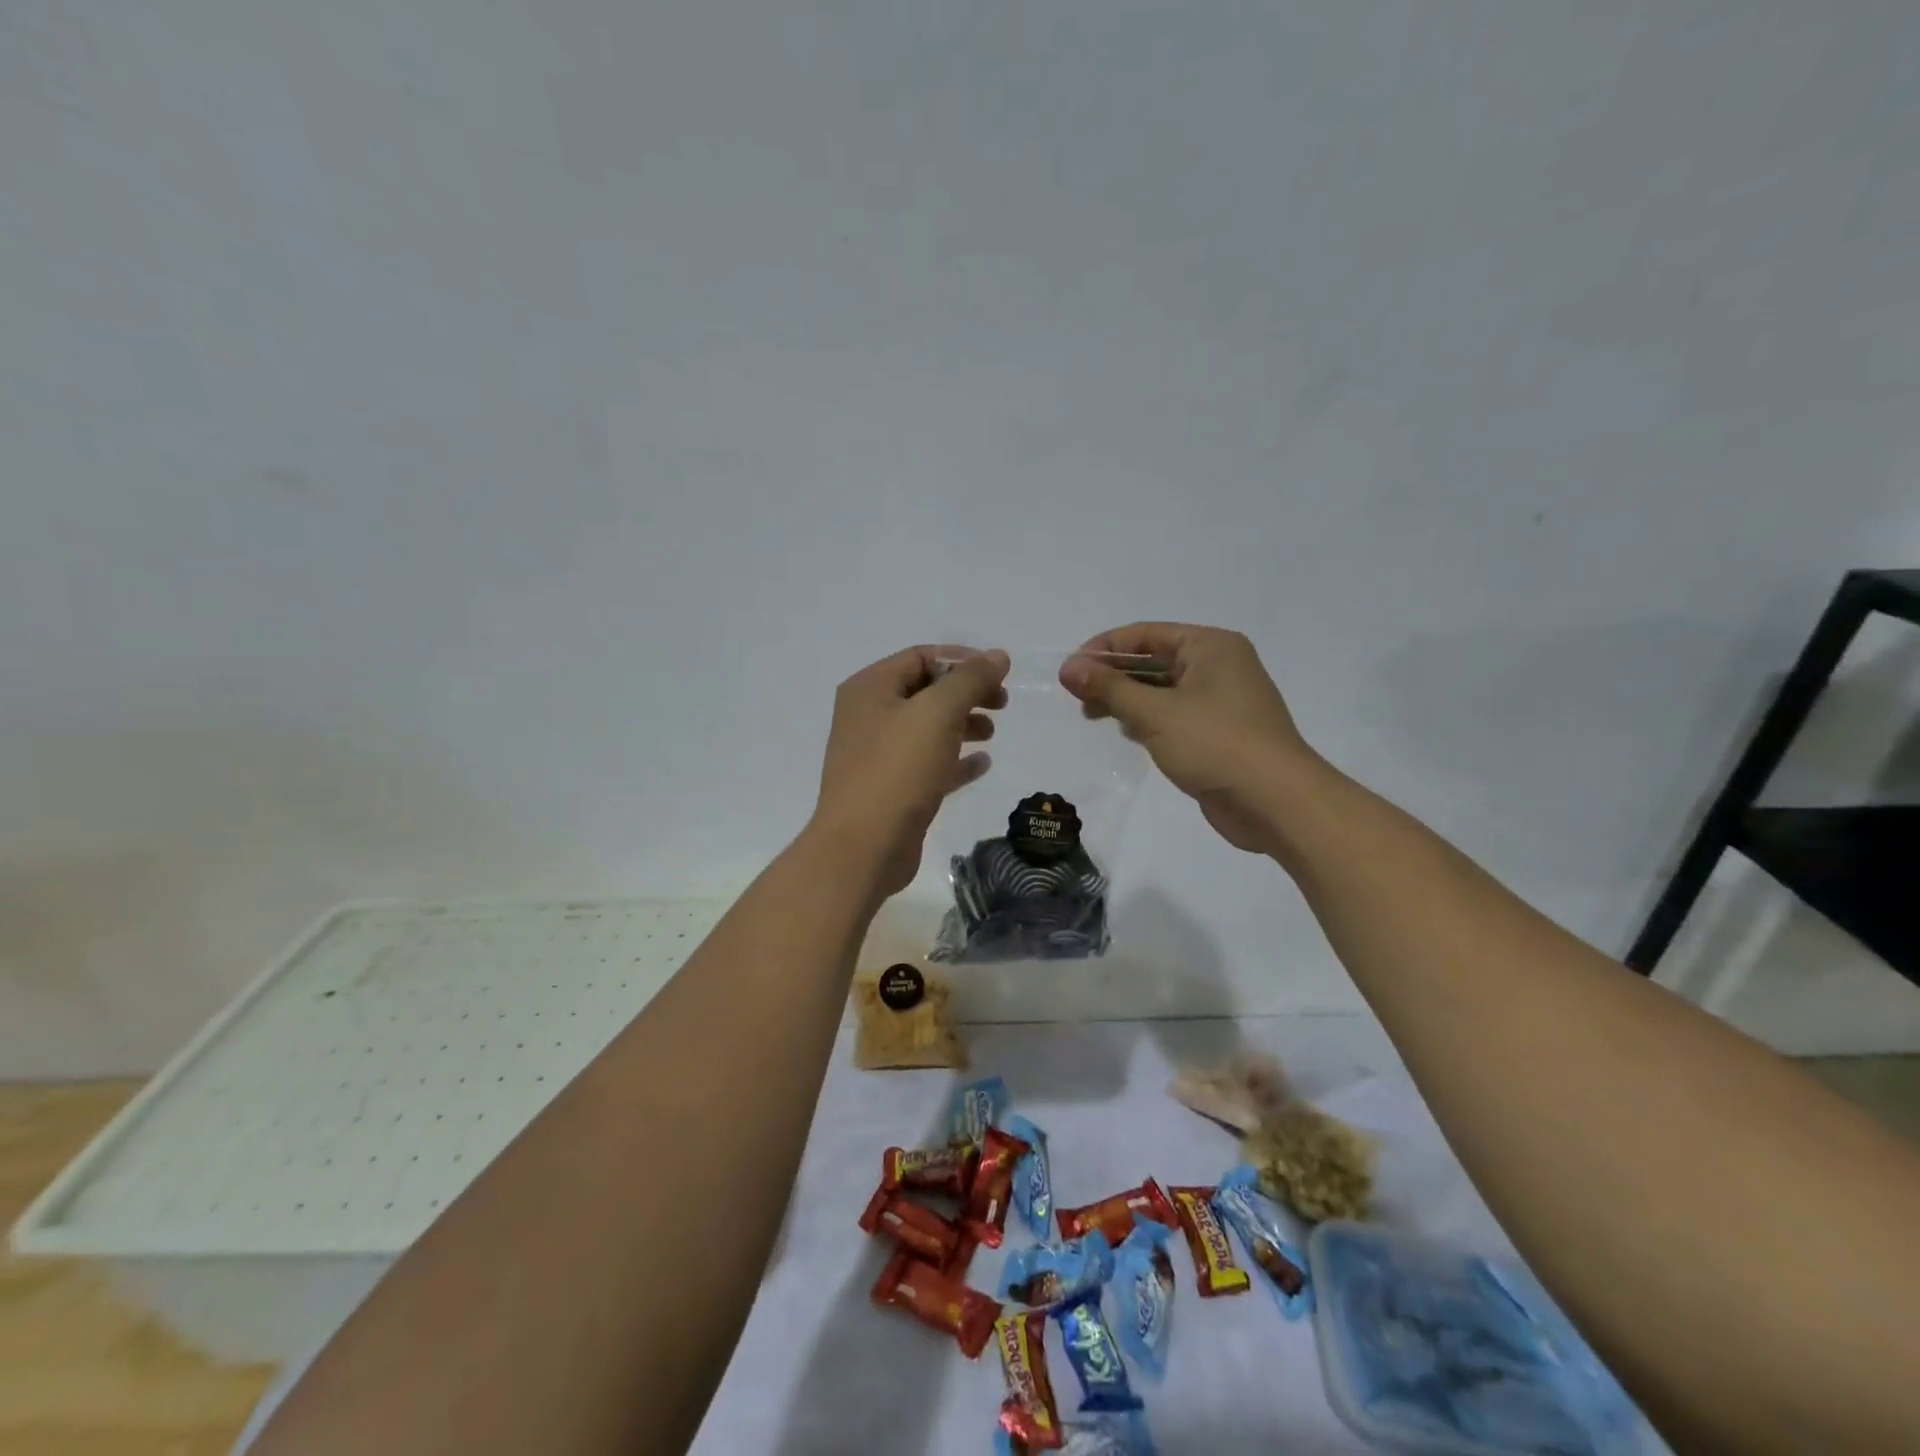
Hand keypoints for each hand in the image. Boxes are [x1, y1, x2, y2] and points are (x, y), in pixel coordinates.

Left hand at [812, 645, 1010, 895]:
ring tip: (992, 733)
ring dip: (962, 724)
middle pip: (925, 691)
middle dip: (966, 693)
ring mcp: (877, 755)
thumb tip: (998, 655)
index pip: (920, 657)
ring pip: (927, 728)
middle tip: (1002, 703)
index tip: (1000, 672)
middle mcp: (868, 716)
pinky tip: (982, 764)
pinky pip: (928, 764)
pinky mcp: (890, 789)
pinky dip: (954, 760)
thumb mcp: (938, 713)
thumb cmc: (897, 770)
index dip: (962, 659)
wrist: (862, 848)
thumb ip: (970, 679)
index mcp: (870, 688)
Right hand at [1060, 624, 1319, 853]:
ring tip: (1093, 716)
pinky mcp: (1219, 733)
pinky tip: (1127, 733)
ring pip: (1161, 690)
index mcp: (1210, 646)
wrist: (1276, 803)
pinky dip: (1147, 720)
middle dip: (1113, 676)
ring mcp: (1221, 701)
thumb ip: (1109, 688)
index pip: (1145, 634)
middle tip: (1077, 698)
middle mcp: (1219, 666)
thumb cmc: (1215, 744)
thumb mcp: (1155, 713)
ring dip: (1127, 699)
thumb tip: (1068, 668)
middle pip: (1152, 661)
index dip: (1103, 649)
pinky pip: (1174, 715)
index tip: (1068, 671)